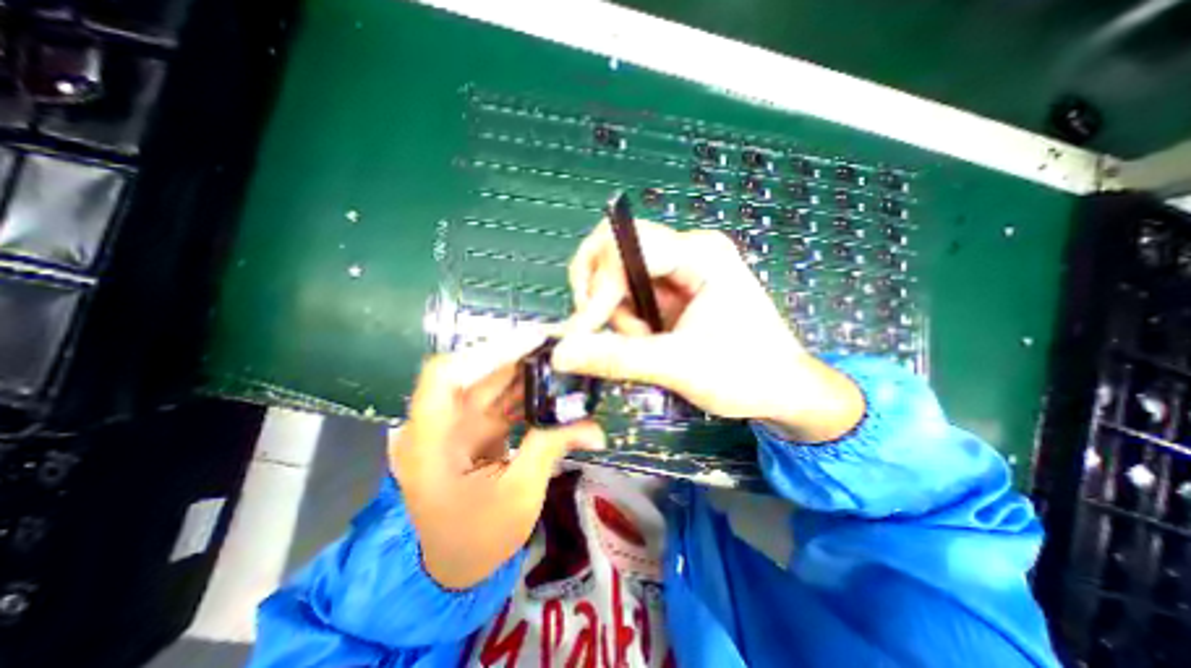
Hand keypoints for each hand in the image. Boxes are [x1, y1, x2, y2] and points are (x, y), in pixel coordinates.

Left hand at [392, 335, 606, 590]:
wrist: (456, 566)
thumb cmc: (478, 540)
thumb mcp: (520, 495)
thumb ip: (551, 448)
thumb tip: (595, 425)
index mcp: (430, 444)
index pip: (443, 377)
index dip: (484, 354)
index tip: (530, 344)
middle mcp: (438, 425)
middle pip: (475, 373)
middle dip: (518, 357)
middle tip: (561, 345)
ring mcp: (458, 424)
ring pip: (493, 383)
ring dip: (527, 372)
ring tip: (564, 361)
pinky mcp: (476, 428)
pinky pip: (503, 400)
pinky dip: (528, 392)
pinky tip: (555, 387)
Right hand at [553, 219, 860, 446]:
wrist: (782, 390)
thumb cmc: (745, 374)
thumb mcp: (678, 366)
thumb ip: (617, 356)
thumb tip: (561, 353)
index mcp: (699, 253)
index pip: (626, 244)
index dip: (597, 284)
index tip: (582, 330)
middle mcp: (687, 251)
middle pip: (615, 252)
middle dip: (600, 294)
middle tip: (606, 331)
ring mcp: (680, 270)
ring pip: (618, 277)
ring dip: (616, 314)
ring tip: (645, 344)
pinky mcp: (674, 290)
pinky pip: (630, 295)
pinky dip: (625, 320)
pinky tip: (647, 340)